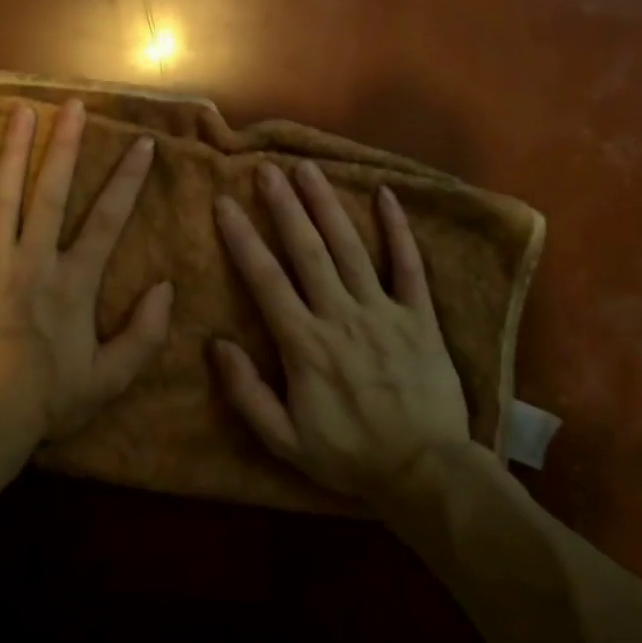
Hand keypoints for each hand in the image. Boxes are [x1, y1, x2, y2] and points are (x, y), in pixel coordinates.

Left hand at [0, 99, 173, 454]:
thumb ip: (143, 334)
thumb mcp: (109, 379)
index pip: (107, 220)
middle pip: (52, 193)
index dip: (127, 180)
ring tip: (19, 111)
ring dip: (11, 152)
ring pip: (2, 197)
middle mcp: (33, 261)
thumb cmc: (46, 402)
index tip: (142, 144)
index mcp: (73, 283)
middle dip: (66, 146)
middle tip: (73, 106)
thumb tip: (167, 289)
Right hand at [213, 161, 472, 501]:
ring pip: (350, 247)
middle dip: (284, 206)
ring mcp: (384, 310)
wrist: (426, 473)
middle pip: (307, 250)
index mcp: (305, 344)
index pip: (266, 279)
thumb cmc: (349, 456)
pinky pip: (409, 265)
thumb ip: (246, 392)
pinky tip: (386, 194)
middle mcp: (341, 315)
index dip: (243, 239)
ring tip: (308, 169)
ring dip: (327, 205)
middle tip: (267, 169)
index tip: (225, 203)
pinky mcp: (420, 315)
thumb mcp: (284, 440)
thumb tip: (215, 343)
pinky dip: (397, 229)